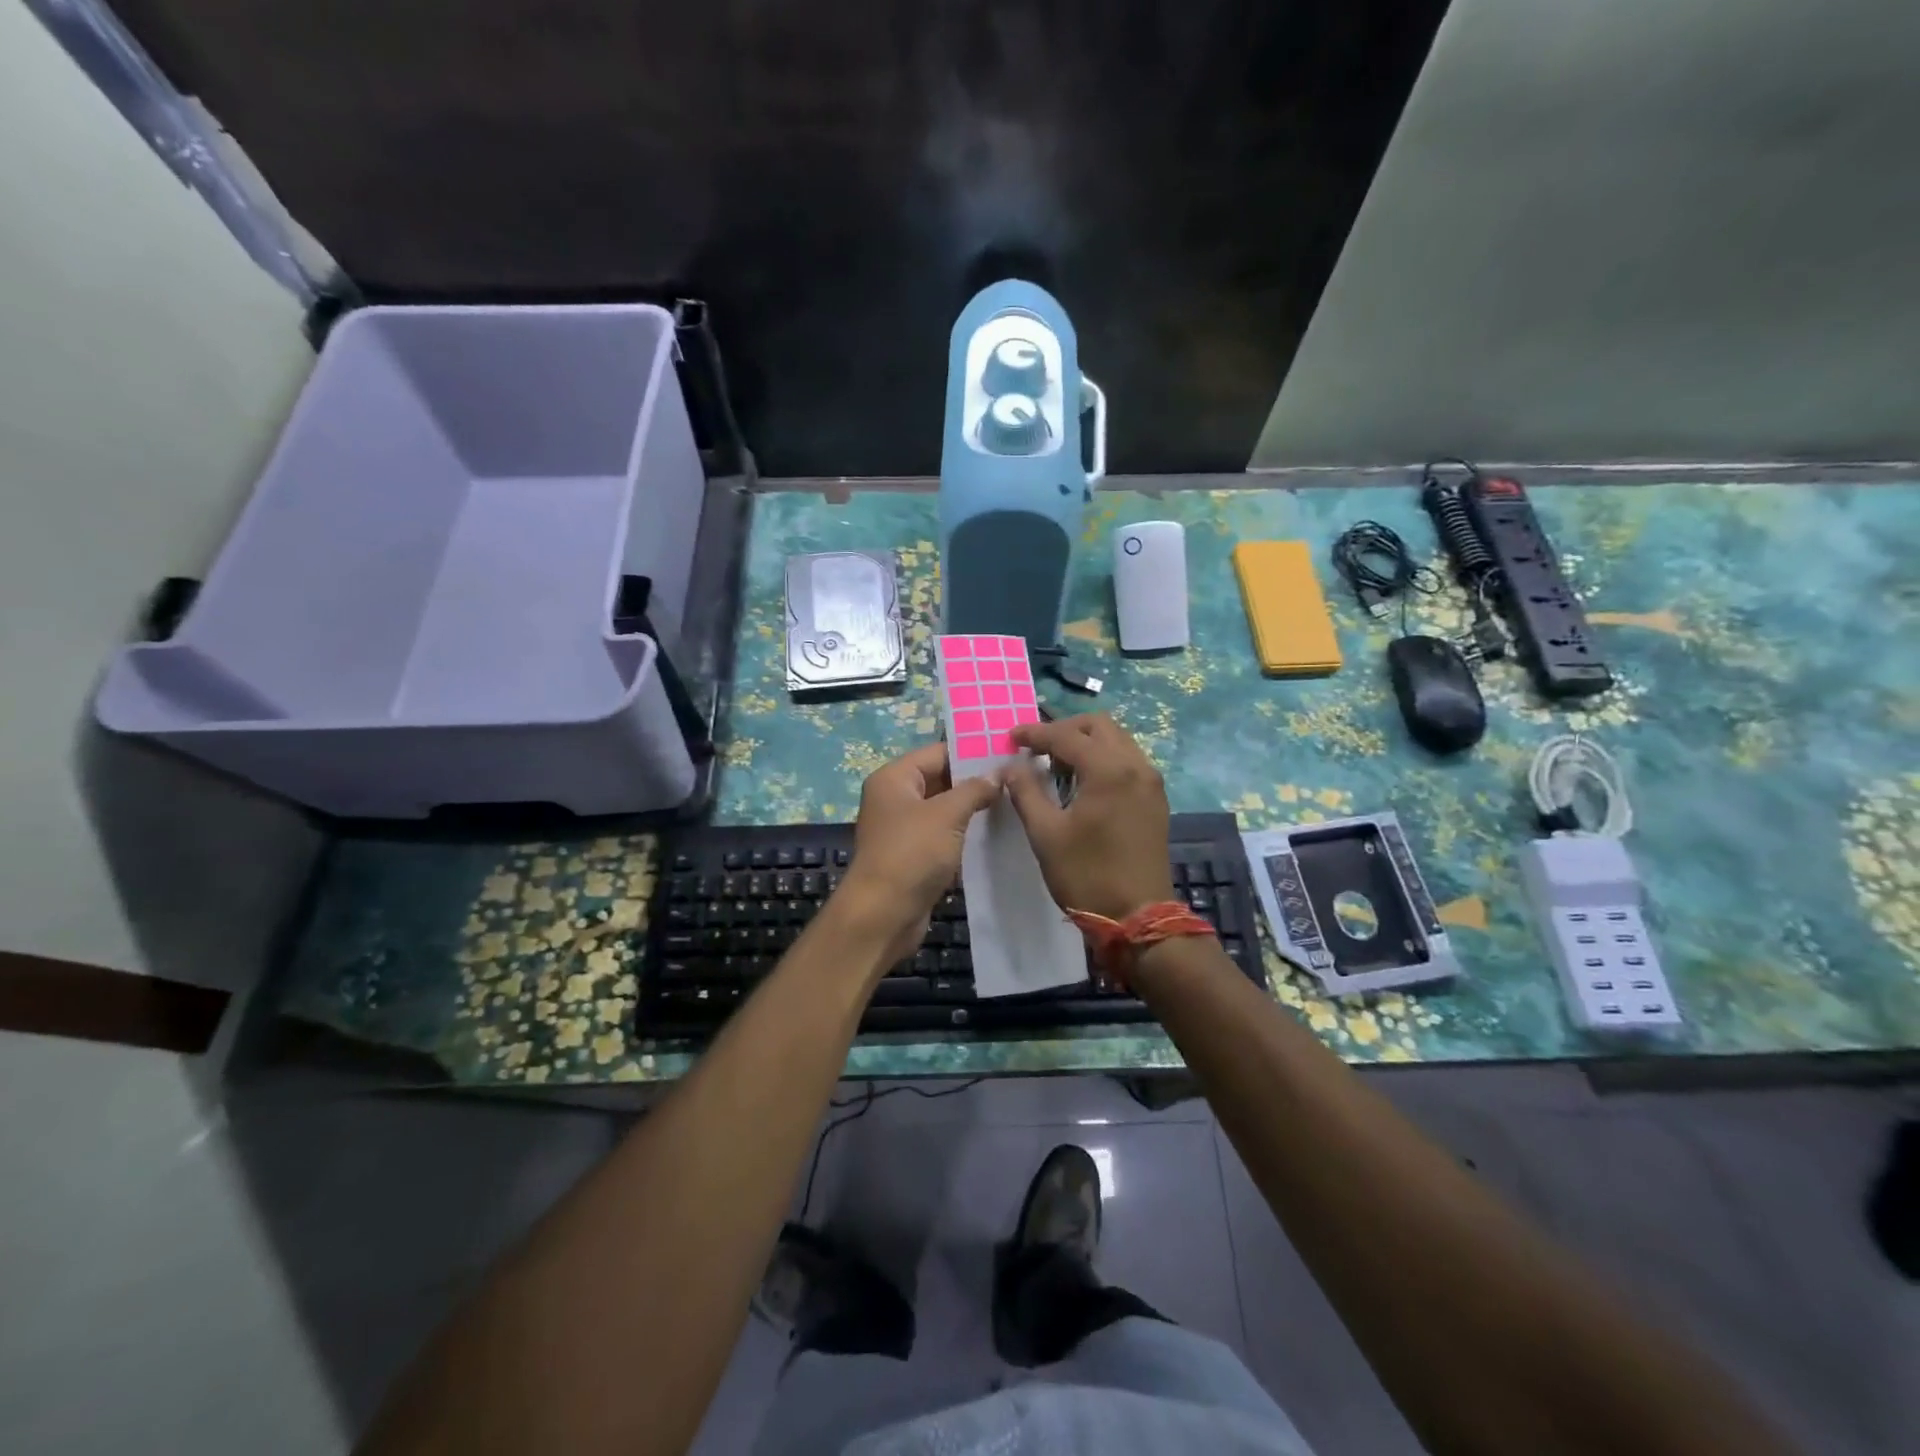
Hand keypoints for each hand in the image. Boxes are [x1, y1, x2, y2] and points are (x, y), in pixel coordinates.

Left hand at [843, 742, 1001, 963]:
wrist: (883, 915)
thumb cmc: (912, 854)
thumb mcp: (947, 815)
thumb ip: (974, 789)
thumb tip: (998, 773)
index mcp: (894, 778)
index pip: (938, 753)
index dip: (972, 753)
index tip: (1008, 754)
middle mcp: (895, 798)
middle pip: (940, 779)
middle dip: (975, 781)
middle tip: (1017, 779)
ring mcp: (903, 828)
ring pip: (944, 809)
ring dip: (973, 808)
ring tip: (1014, 803)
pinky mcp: (913, 855)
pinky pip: (943, 835)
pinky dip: (964, 833)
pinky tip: (995, 833)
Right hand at [1005, 714, 1175, 920]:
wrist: (1139, 917)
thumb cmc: (1087, 875)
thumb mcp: (1045, 834)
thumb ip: (1025, 791)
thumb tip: (1011, 766)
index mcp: (1109, 770)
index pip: (1066, 736)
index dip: (1034, 733)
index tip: (1010, 737)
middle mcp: (1136, 766)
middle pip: (1098, 726)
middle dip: (1064, 730)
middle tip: (1036, 748)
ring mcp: (1150, 782)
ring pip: (1116, 740)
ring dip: (1085, 743)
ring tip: (1055, 764)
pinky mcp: (1155, 799)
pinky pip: (1127, 761)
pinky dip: (1103, 759)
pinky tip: (1082, 782)